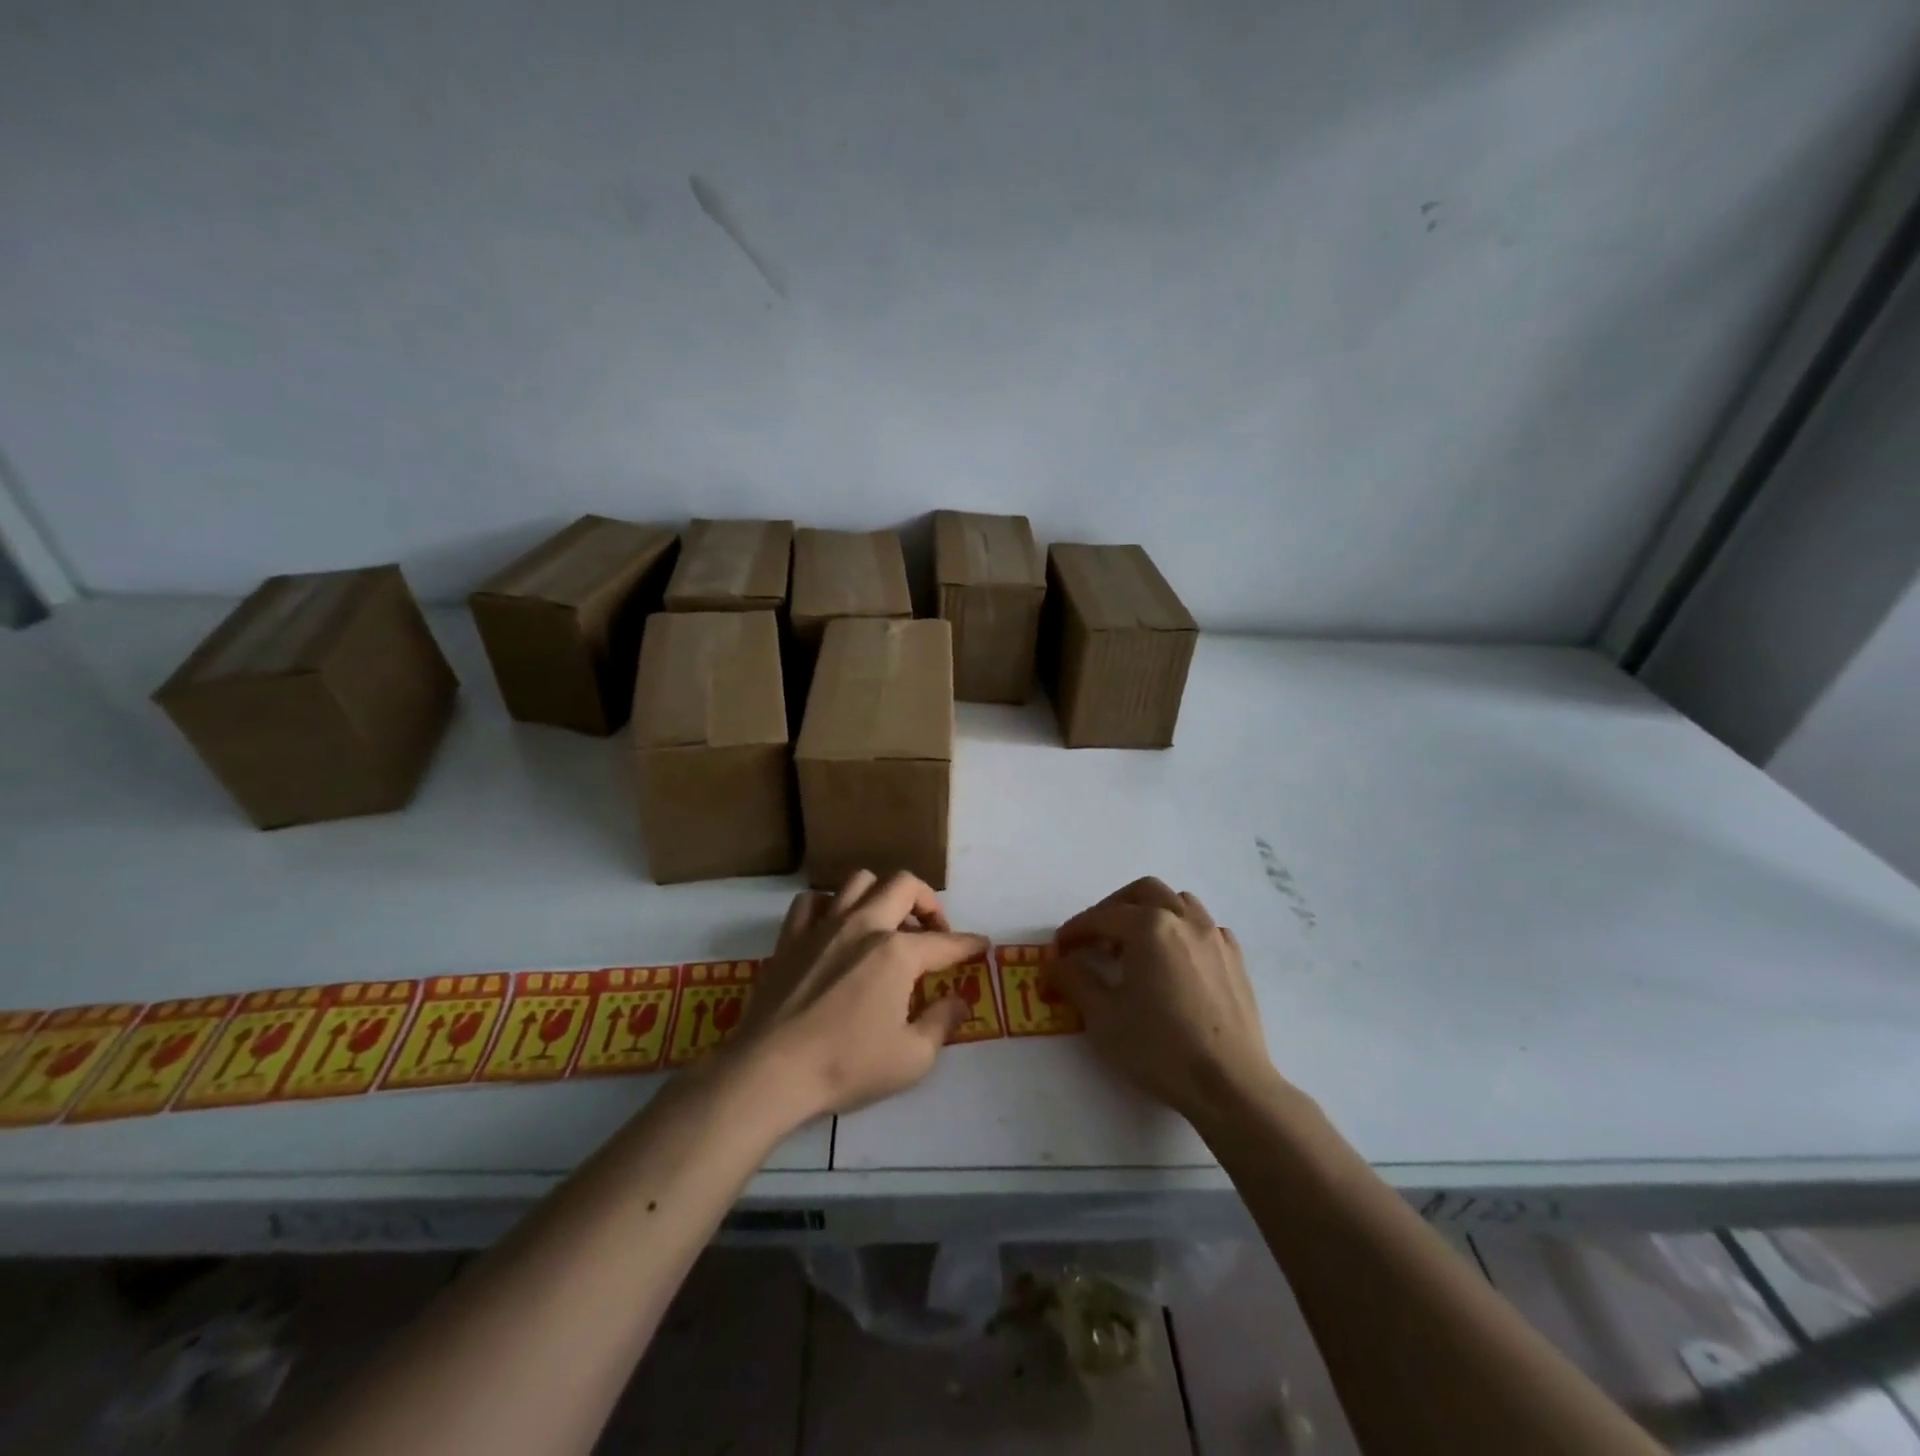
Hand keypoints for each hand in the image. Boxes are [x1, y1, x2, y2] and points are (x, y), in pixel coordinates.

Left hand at [721, 870, 985, 1122]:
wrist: (770, 1072)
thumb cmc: (846, 1066)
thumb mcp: (912, 1058)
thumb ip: (942, 1023)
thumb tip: (958, 1002)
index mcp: (896, 952)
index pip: (945, 941)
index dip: (969, 944)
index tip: (982, 945)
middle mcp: (863, 926)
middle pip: (903, 884)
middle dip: (928, 902)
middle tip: (933, 931)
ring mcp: (822, 927)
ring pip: (858, 882)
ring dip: (880, 895)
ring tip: (887, 924)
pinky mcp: (790, 939)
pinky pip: (811, 902)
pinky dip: (828, 907)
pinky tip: (834, 929)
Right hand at [1048, 878, 1278, 1123]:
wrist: (1230, 1085)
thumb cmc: (1159, 1048)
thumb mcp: (1103, 1017)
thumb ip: (1074, 980)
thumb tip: (1054, 963)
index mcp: (1149, 927)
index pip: (1102, 917)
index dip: (1076, 930)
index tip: (1060, 947)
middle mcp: (1184, 920)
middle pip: (1144, 892)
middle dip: (1114, 907)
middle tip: (1097, 936)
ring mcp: (1215, 937)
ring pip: (1179, 902)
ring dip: (1152, 912)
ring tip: (1136, 944)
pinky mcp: (1236, 960)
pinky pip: (1205, 927)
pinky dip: (1183, 931)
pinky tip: (1175, 961)